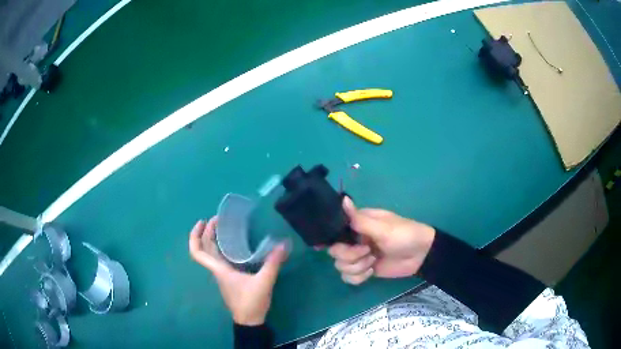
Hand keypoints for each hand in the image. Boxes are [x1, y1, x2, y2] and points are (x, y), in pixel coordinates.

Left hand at [189, 217, 287, 325]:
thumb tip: (283, 244)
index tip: (203, 222)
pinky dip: (222, 248)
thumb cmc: (251, 302)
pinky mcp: (229, 278)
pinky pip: (220, 258)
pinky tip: (234, 245)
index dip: (195, 236)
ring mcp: (222, 275)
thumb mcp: (264, 282)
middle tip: (218, 218)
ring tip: (224, 227)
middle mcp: (217, 270)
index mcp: (220, 270)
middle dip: (206, 232)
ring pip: (211, 253)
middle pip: (204, 249)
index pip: (198, 253)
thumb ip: (273, 263)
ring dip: (213, 239)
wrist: (249, 321)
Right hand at [328, 197, 435, 284]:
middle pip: (335, 252)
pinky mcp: (364, 270)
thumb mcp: (383, 227)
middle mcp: (355, 239)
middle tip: (368, 252)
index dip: (331, 239)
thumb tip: (342, 199)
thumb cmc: (404, 235)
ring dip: (357, 267)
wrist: (421, 255)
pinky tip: (372, 272)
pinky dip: (359, 277)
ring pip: (341, 266)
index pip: (333, 231)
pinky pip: (348, 277)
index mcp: (358, 224)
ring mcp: (359, 256)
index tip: (333, 245)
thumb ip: (359, 219)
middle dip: (350, 255)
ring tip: (373, 262)